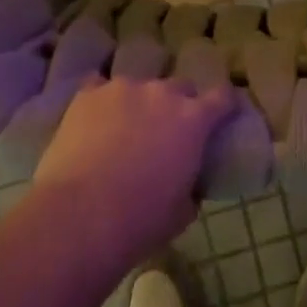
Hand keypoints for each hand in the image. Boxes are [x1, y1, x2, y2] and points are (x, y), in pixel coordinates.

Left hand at [32, 76, 234, 275]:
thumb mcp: (181, 213)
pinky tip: (94, 118)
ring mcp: (123, 88)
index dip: (225, 103)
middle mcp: (162, 93)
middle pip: (179, 87)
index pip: (222, 97)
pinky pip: (99, 86)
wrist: (81, 215)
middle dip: (178, 104)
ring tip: (124, 129)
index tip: (224, 111)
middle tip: (167, 130)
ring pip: (139, 87)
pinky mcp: (89, 93)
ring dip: (138, 103)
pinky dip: (101, 100)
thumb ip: (191, 187)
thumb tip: (188, 185)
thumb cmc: (139, 220)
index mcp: (193, 120)